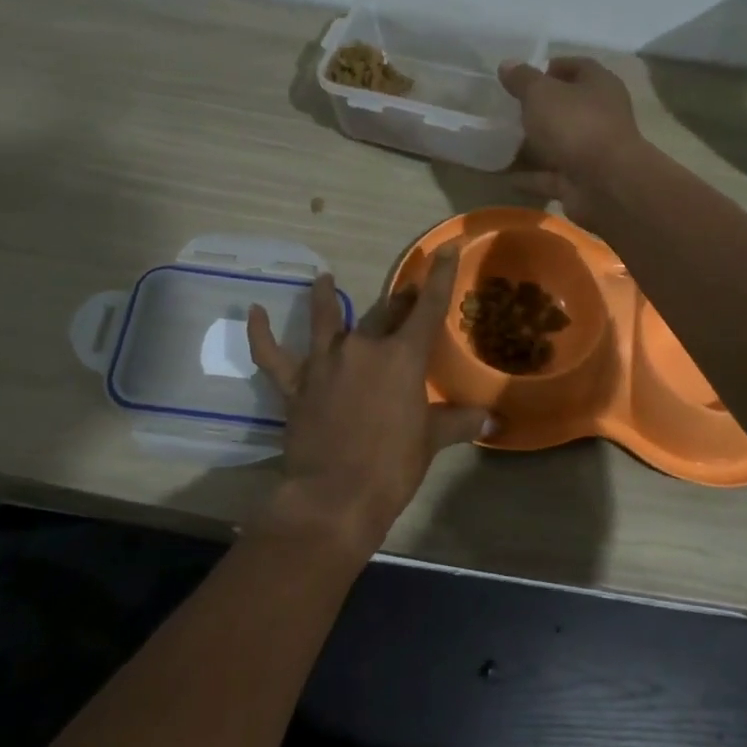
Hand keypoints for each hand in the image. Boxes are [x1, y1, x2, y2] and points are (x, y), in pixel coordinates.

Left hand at [247, 251, 490, 557]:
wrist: (335, 497)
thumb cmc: (392, 466)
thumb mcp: (431, 441)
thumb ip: (459, 422)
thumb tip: (492, 421)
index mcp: (401, 357)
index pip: (428, 309)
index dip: (439, 277)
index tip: (444, 248)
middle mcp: (363, 348)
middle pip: (384, 314)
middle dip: (398, 303)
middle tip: (406, 295)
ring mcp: (324, 363)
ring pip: (326, 320)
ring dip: (325, 298)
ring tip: (323, 278)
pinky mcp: (295, 384)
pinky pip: (272, 354)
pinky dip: (261, 333)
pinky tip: (254, 312)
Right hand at [498, 57, 642, 228]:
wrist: (605, 185)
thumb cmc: (576, 125)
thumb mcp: (542, 94)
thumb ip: (523, 80)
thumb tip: (507, 64)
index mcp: (599, 86)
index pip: (578, 67)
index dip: (552, 68)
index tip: (524, 76)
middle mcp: (601, 116)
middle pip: (568, 108)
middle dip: (540, 109)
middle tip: (509, 110)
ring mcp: (592, 152)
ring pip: (560, 144)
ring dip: (535, 146)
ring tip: (502, 143)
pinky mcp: (582, 183)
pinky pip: (551, 177)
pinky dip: (531, 178)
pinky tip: (506, 178)